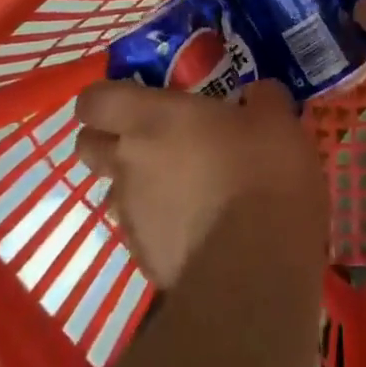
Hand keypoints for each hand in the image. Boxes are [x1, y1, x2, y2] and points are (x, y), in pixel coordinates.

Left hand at [74, 78, 325, 288]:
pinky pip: (141, 231)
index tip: (132, 96)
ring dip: (138, 185)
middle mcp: (128, 164)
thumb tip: (254, 95)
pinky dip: (160, 225)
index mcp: (151, 119)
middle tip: (152, 137)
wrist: (256, 271)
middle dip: (108, 139)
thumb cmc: (261, 173)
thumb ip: (261, 98)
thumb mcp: (277, 120)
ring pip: (115, 191)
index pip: (94, 100)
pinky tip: (198, 228)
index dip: (104, 97)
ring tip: (184, 187)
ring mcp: (131, 217)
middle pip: (88, 146)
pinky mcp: (143, 261)